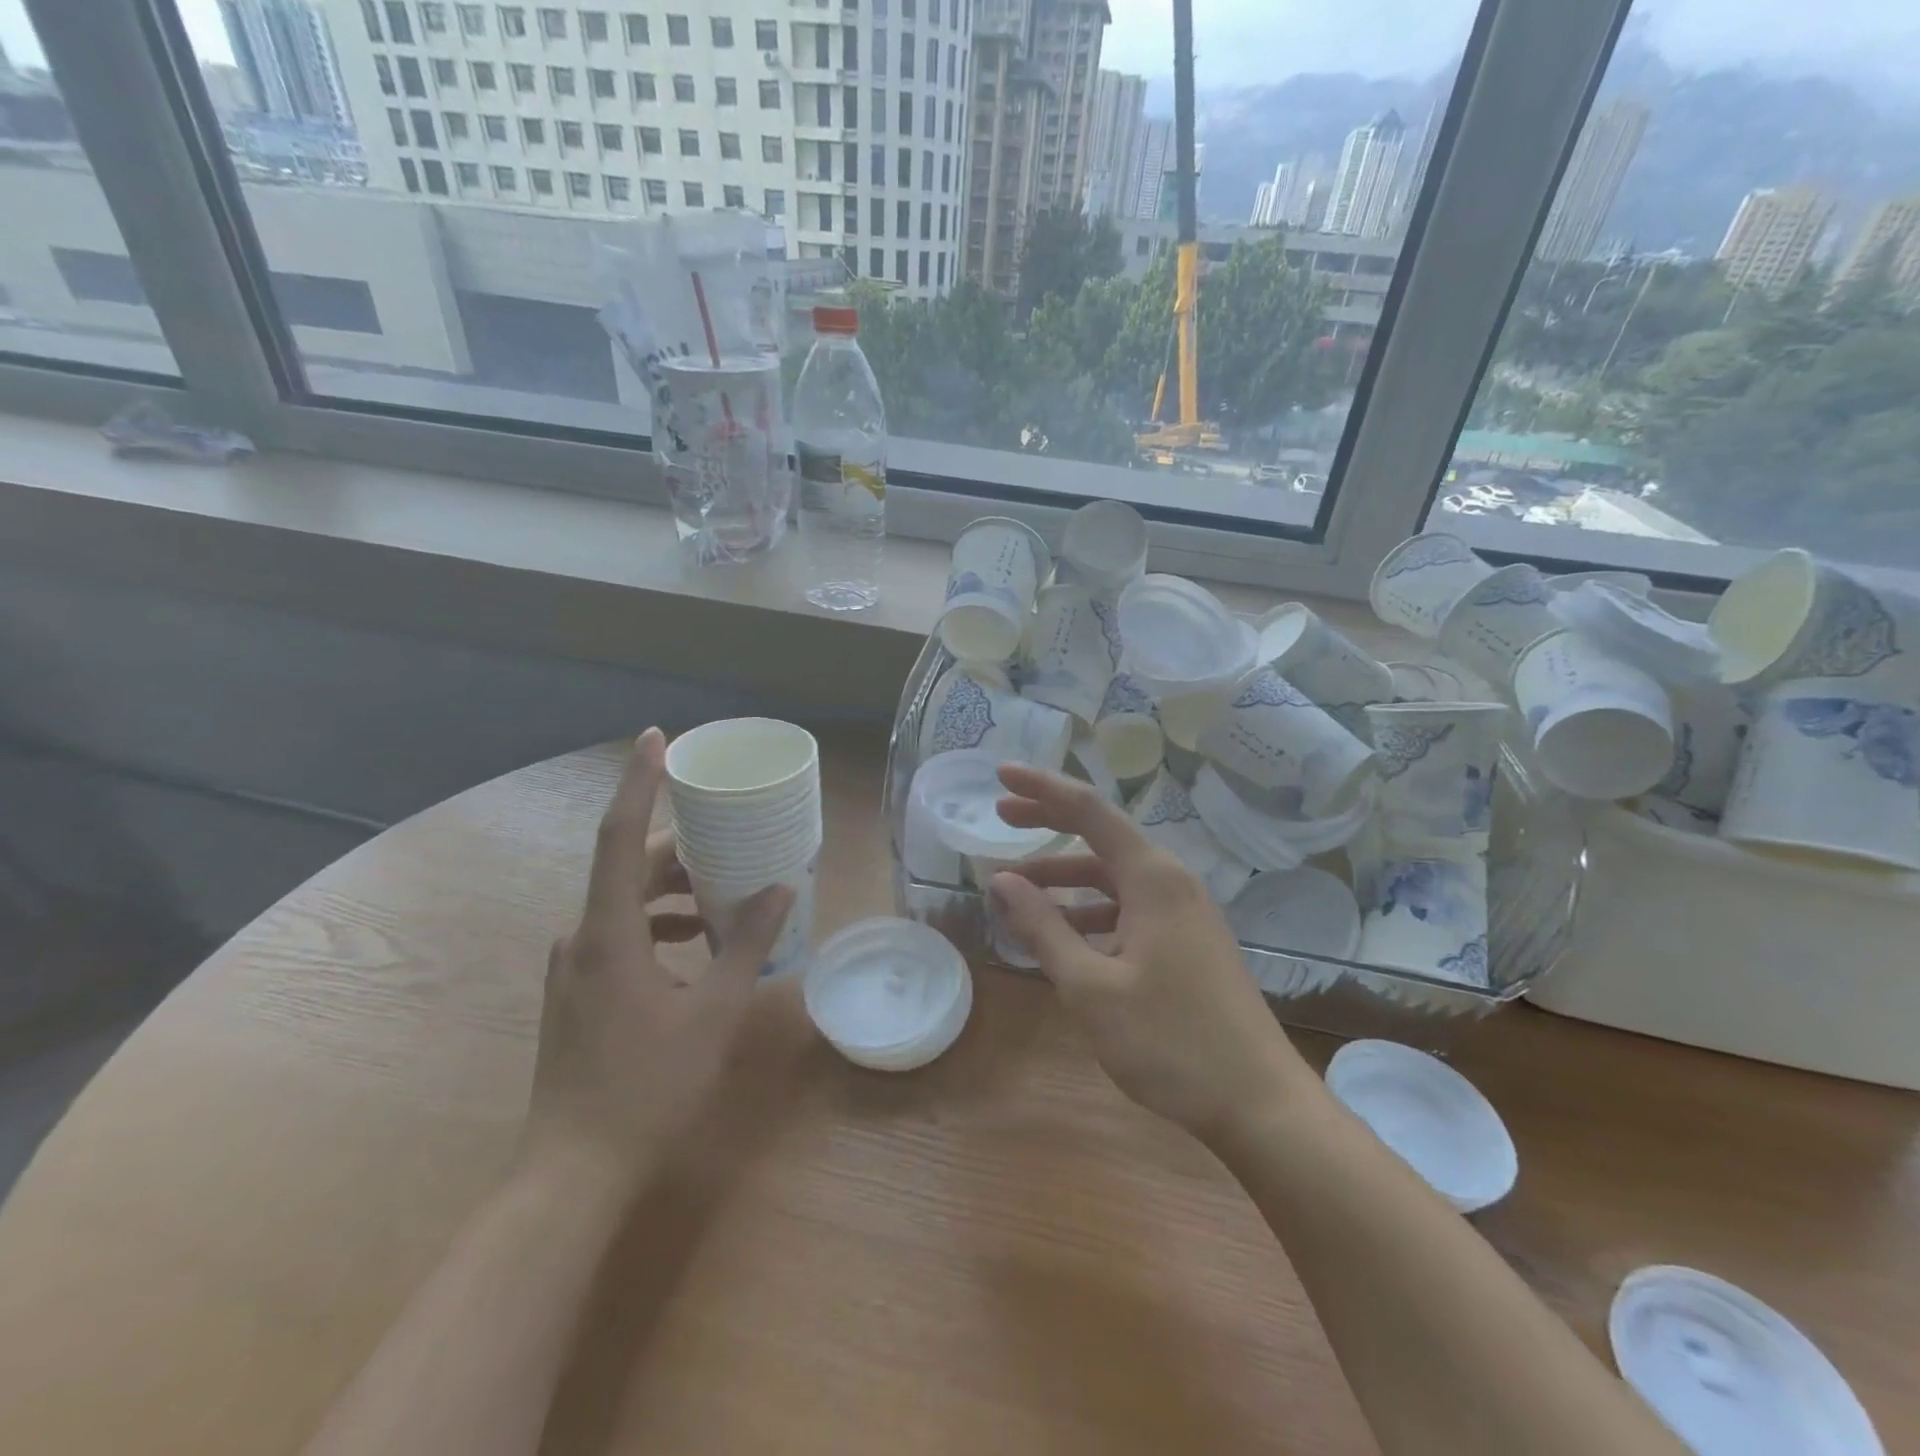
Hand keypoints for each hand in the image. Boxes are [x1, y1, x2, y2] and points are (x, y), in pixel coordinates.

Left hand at [519, 728, 792, 1196]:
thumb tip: (781, 887)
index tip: (655, 737)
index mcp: (608, 933)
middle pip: (629, 867)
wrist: (574, 1173)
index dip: (637, 782)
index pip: (620, 836)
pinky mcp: (577, 989)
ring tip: (725, 892)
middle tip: (730, 835)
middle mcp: (580, 937)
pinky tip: (698, 943)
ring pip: (626, 902)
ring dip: (674, 889)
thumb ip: (747, 944)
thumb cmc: (648, 1086)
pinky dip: (660, 923)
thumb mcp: (713, 1012)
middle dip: (680, 846)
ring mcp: (573, 965)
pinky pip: (621, 933)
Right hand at [988, 765, 1311, 1141]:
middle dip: (1049, 823)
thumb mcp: (1090, 987)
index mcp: (1152, 878)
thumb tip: (1001, 880)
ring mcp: (1183, 913)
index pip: (1089, 810)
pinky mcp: (1187, 942)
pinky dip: (1090, 912)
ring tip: (1016, 891)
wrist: (1260, 1104)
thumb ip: (1043, 928)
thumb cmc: (1170, 1042)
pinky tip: (1063, 936)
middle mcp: (1171, 882)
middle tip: (1001, 815)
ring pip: (1113, 878)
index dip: (1042, 788)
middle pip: (1101, 836)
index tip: (1001, 773)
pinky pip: (1128, 908)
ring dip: (1064, 879)